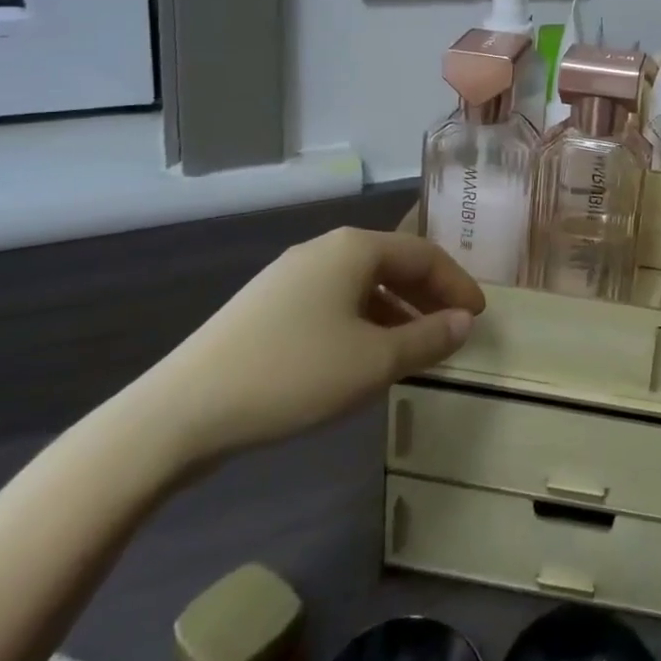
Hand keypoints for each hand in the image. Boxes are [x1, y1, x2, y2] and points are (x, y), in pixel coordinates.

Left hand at [126, 228, 484, 470]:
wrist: (181, 412)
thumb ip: (428, 339)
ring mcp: (290, 275)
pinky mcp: (266, 305)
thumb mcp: (374, 362)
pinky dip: (363, 321)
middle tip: (454, 329)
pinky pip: (333, 301)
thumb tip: (465, 323)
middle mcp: (324, 249)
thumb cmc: (293, 375)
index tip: (479, 317)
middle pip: (393, 263)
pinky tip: (363, 356)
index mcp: (354, 248)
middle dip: (429, 296)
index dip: (457, 284)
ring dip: (397, 311)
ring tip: (415, 347)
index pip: (424, 254)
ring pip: (362, 284)